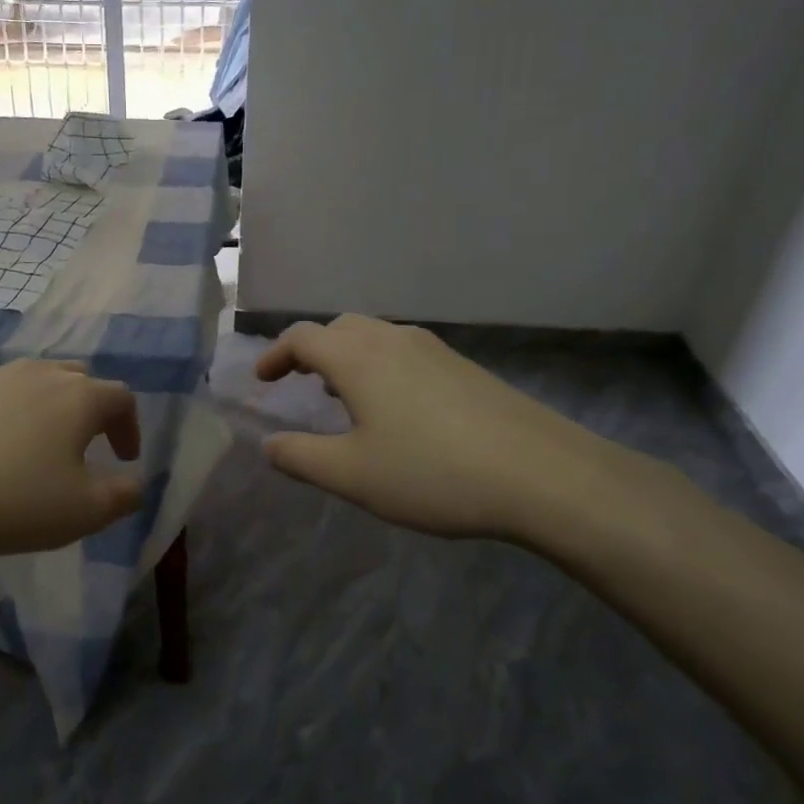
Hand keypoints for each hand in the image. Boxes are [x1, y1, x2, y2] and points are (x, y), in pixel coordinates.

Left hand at [0, 360, 143, 559]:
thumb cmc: (13, 502)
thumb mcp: (86, 511)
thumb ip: (125, 495)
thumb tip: (134, 482)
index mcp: (77, 397)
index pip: (121, 398)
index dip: (129, 427)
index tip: (123, 458)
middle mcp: (35, 374)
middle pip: (76, 378)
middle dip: (88, 408)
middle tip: (83, 443)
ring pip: (26, 380)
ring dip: (39, 406)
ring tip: (29, 443)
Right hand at [254, 315, 637, 545]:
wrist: (542, 474)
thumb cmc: (432, 473)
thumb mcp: (353, 476)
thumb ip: (301, 457)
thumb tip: (268, 444)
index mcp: (358, 359)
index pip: (302, 337)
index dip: (274, 355)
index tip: (262, 381)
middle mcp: (393, 341)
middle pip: (339, 328)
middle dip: (311, 349)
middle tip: (299, 381)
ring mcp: (434, 350)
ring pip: (376, 336)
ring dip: (347, 355)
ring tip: (342, 393)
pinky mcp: (464, 367)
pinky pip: (405, 351)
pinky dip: (380, 365)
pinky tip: (395, 407)